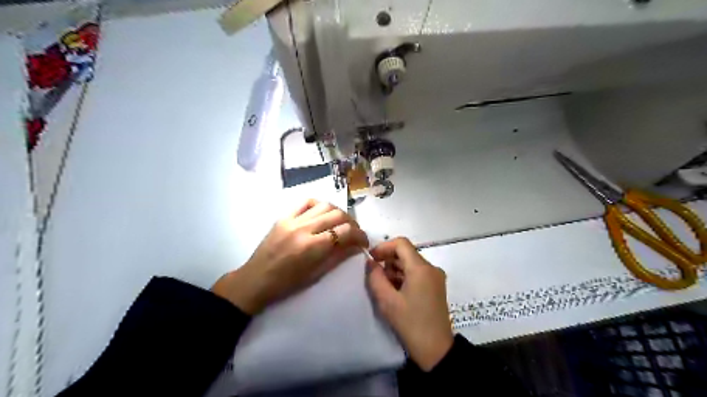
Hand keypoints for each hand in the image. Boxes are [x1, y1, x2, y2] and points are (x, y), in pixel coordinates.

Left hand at [210, 200, 367, 314]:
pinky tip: (323, 213)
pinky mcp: (284, 216)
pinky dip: (319, 205)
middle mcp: (304, 228)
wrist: (256, 279)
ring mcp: (293, 219)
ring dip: (338, 212)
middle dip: (352, 223)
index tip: (364, 242)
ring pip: (324, 205)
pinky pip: (306, 202)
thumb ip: (339, 256)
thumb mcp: (317, 274)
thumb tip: (357, 246)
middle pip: (338, 215)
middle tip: (354, 233)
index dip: (360, 235)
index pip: (346, 232)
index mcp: (313, 247)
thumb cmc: (287, 284)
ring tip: (340, 223)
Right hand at [364, 238, 452, 371]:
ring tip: (383, 285)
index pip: (401, 243)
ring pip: (411, 263)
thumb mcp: (387, 301)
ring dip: (395, 269)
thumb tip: (370, 263)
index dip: (384, 247)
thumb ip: (375, 277)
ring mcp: (435, 277)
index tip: (371, 258)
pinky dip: (404, 276)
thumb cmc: (410, 324)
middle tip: (374, 274)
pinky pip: (417, 273)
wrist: (436, 351)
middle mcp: (431, 268)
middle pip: (406, 253)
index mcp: (421, 268)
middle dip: (388, 259)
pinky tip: (395, 291)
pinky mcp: (436, 286)